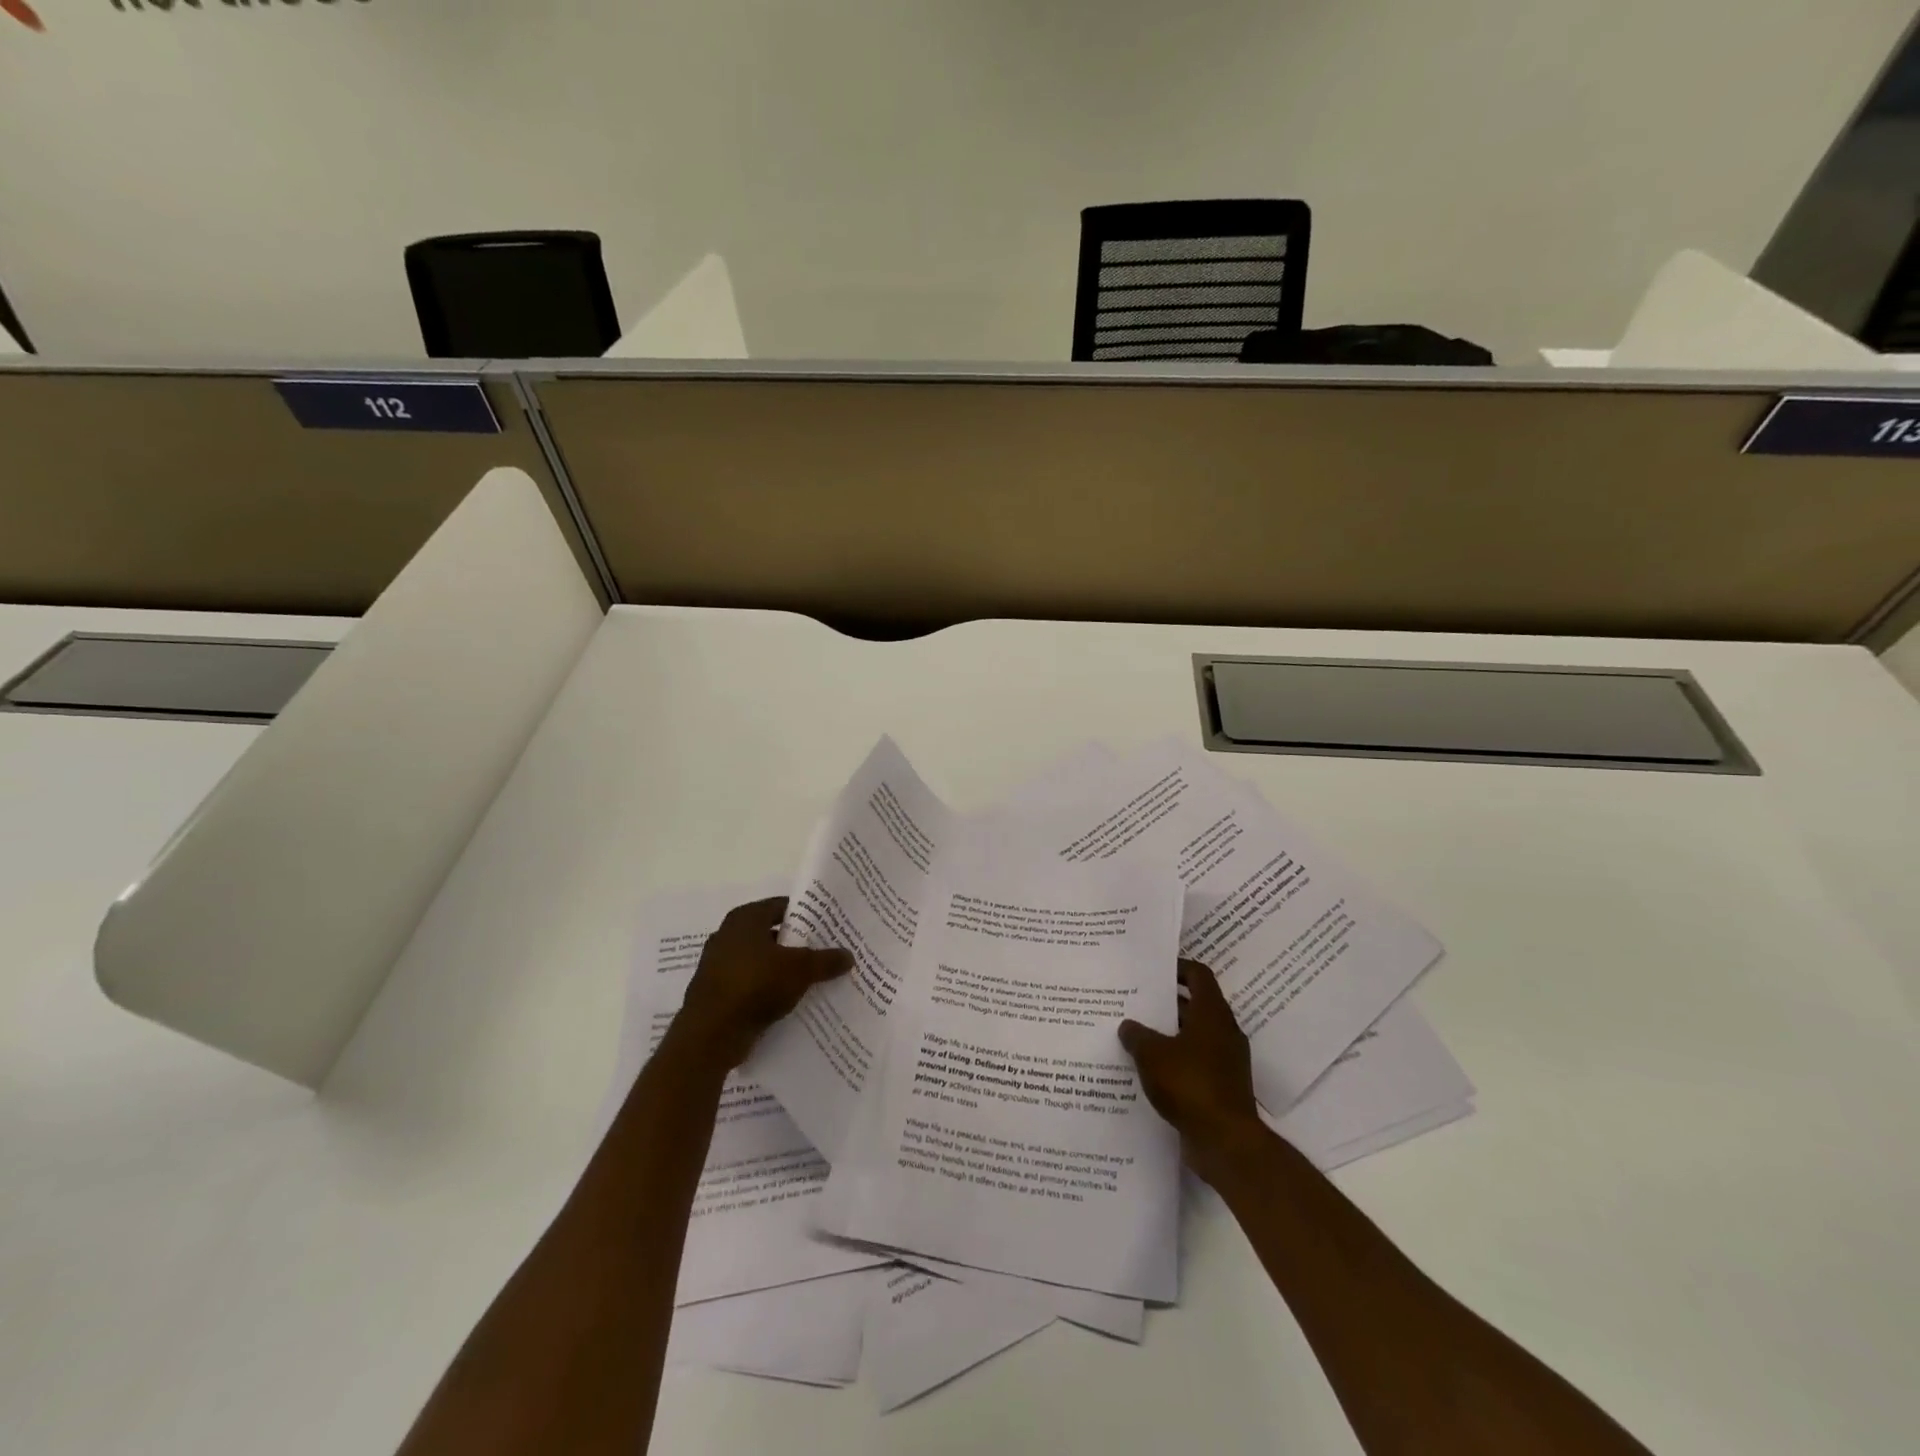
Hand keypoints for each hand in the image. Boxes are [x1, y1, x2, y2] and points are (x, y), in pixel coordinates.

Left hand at [669, 897, 852, 1070]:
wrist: (710, 1034)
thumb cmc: (755, 984)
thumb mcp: (801, 969)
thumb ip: (826, 960)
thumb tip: (849, 956)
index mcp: (745, 918)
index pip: (781, 906)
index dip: (806, 913)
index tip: (828, 923)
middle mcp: (728, 935)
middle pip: (772, 933)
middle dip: (797, 943)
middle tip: (827, 950)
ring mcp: (719, 965)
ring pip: (762, 961)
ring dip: (783, 968)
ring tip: (814, 977)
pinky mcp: (717, 993)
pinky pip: (751, 984)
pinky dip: (769, 989)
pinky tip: (791, 1000)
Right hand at [1119, 959, 1264, 1184]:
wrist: (1226, 1142)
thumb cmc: (1190, 1084)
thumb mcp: (1152, 1054)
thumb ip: (1137, 1035)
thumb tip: (1128, 1025)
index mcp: (1212, 1014)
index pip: (1199, 975)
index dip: (1178, 968)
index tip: (1154, 970)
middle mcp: (1223, 1032)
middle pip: (1195, 1005)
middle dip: (1167, 1003)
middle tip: (1136, 1001)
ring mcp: (1225, 1061)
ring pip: (1194, 1036)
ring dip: (1169, 1034)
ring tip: (1136, 1035)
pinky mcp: (1221, 1087)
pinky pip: (1195, 1063)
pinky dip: (1175, 1061)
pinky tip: (1149, 1070)